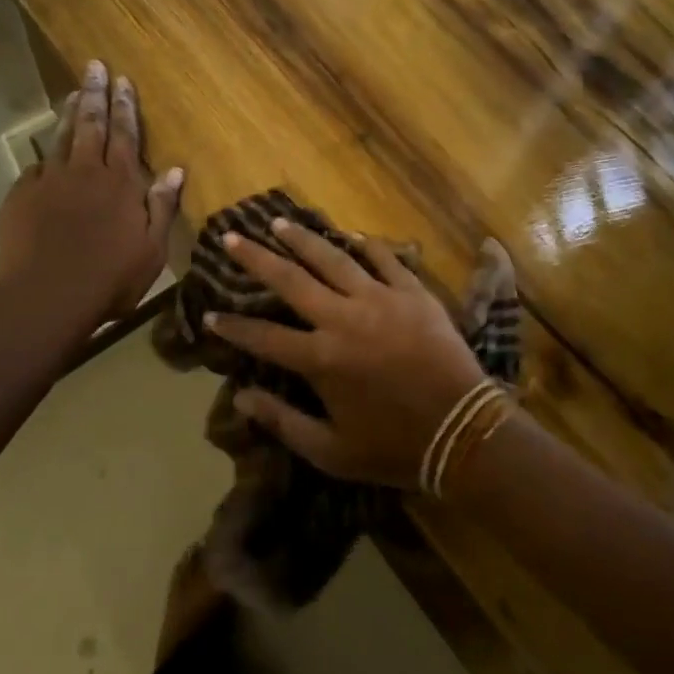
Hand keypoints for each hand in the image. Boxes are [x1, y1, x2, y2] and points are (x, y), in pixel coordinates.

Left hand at [0, 59, 183, 329]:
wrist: (46, 296)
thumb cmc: (110, 278)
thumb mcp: (152, 249)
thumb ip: (162, 207)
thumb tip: (177, 170)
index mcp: (121, 183)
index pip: (125, 135)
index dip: (125, 107)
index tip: (123, 81)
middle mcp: (86, 172)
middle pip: (92, 124)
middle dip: (96, 94)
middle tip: (95, 67)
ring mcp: (50, 181)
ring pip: (62, 137)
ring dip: (70, 113)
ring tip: (74, 92)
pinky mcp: (23, 195)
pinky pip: (38, 167)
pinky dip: (46, 154)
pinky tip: (47, 152)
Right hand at [205, 219, 488, 488]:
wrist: (464, 431)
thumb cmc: (394, 447)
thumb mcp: (331, 451)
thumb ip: (283, 421)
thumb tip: (240, 396)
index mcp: (321, 359)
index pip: (263, 337)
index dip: (232, 326)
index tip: (209, 314)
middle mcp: (343, 319)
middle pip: (290, 279)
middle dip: (255, 258)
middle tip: (232, 237)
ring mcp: (380, 300)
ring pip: (333, 258)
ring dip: (302, 239)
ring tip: (279, 223)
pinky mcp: (413, 293)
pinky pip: (385, 259)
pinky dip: (366, 245)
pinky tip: (350, 234)